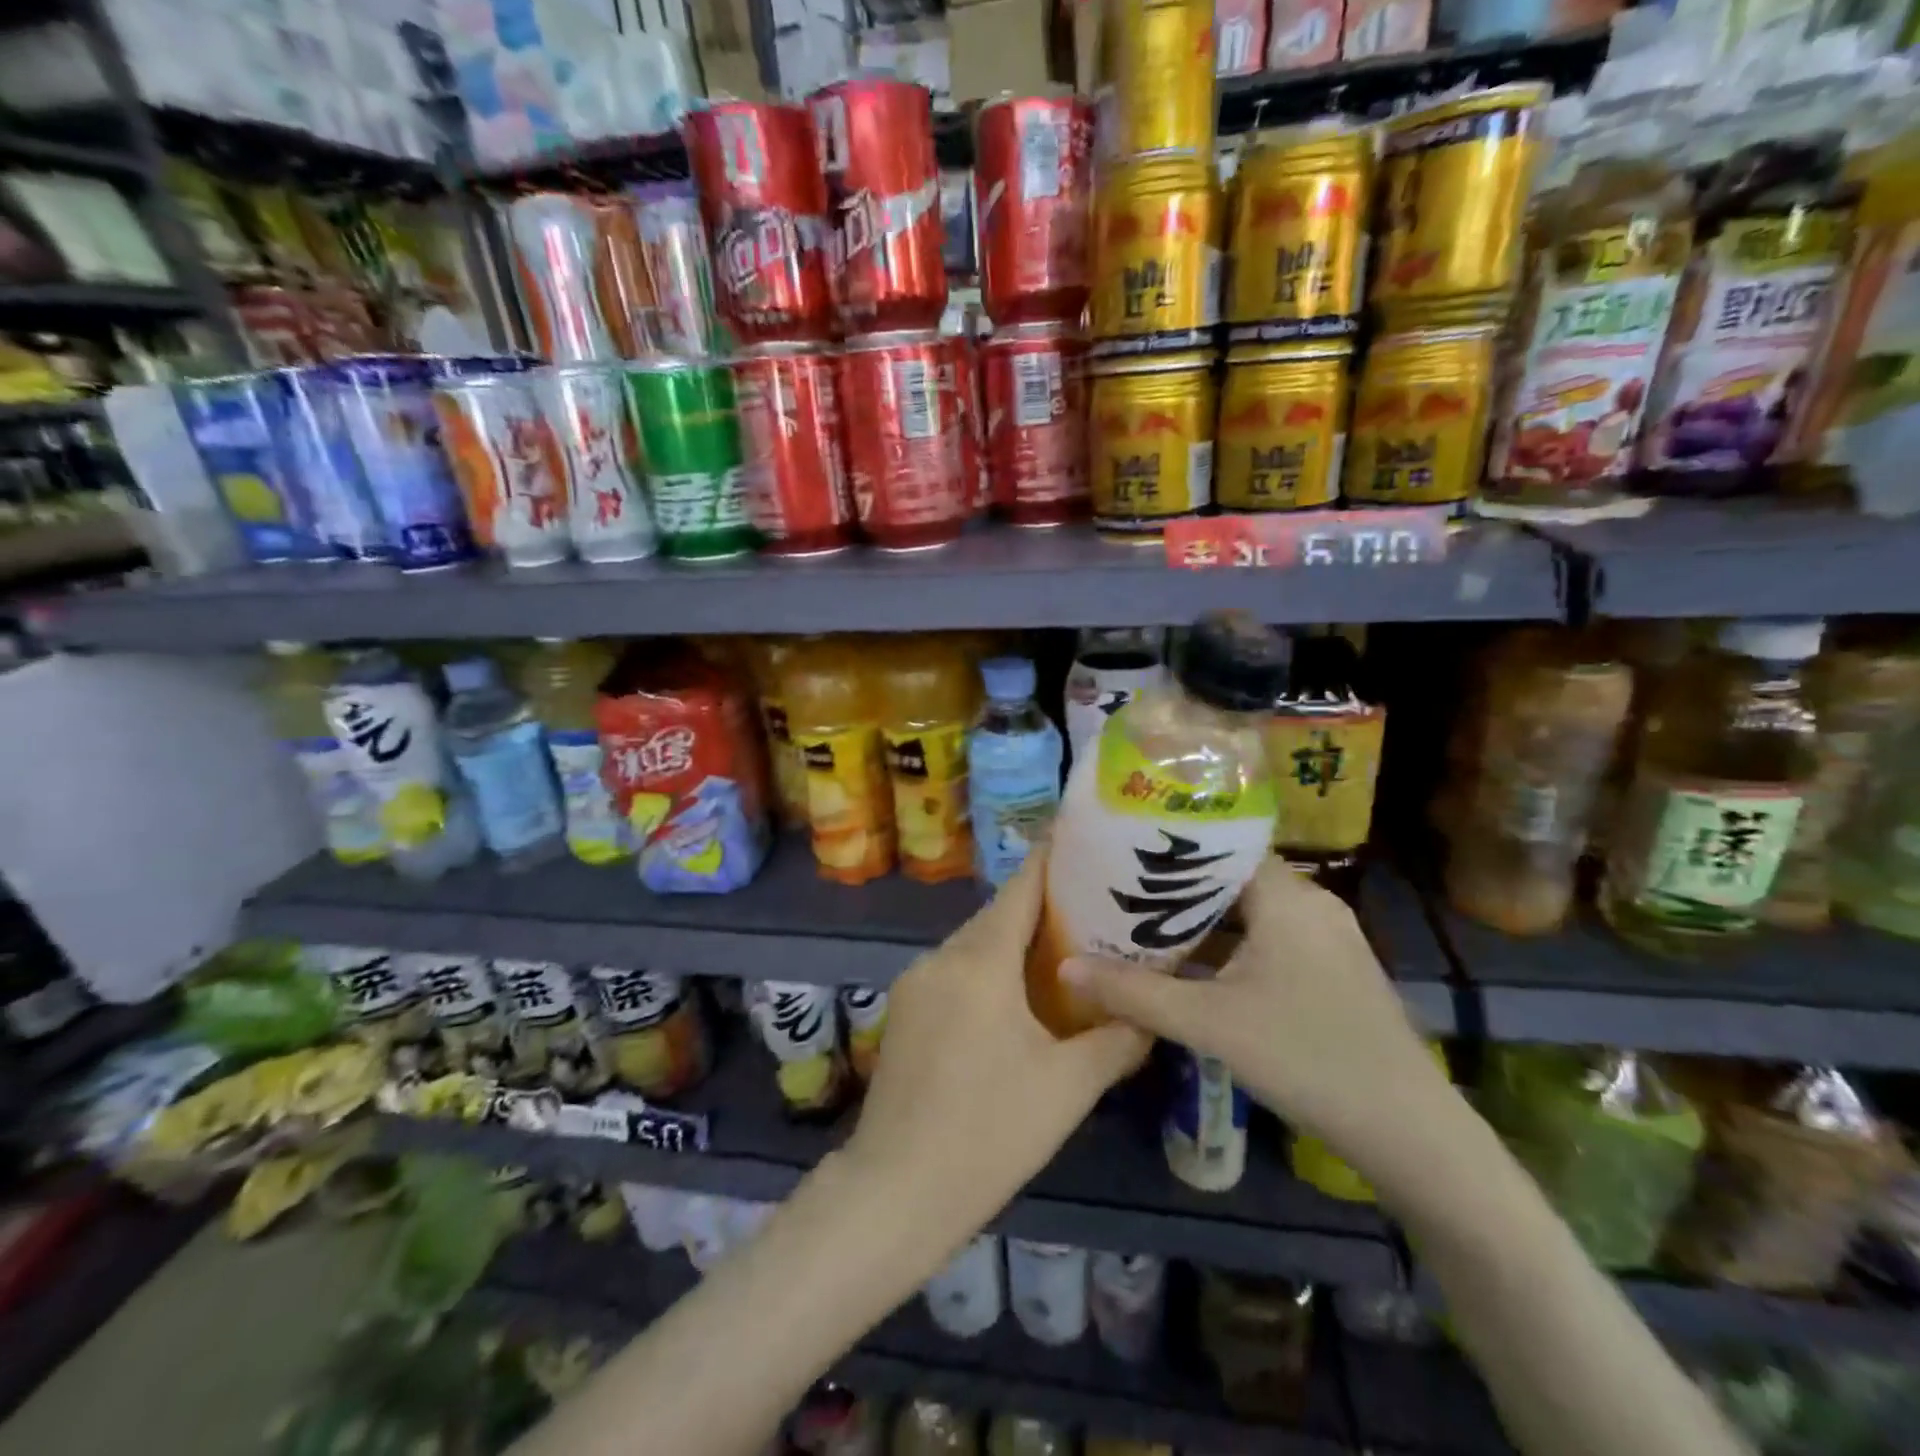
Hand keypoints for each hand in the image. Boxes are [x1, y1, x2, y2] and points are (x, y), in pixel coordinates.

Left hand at [842, 846, 1148, 1246]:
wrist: (896, 1190)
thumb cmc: (989, 1133)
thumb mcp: (1068, 1088)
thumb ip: (1117, 1040)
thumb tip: (1152, 1015)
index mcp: (979, 962)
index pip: (1021, 889)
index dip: (1052, 860)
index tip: (1085, 841)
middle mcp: (941, 958)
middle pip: (998, 915)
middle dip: (1043, 907)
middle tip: (1095, 908)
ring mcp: (915, 984)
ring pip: (974, 944)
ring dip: (1013, 942)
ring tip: (1065, 951)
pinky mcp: (904, 1011)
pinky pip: (955, 972)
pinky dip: (988, 969)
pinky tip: (1016, 998)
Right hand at [1059, 859, 1447, 1157]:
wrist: (1408, 1131)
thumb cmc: (1306, 1057)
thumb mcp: (1208, 1023)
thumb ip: (1134, 993)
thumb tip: (1066, 967)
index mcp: (1287, 896)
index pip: (1220, 845)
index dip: (1170, 847)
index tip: (1121, 853)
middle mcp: (1311, 903)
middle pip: (1231, 877)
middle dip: (1176, 887)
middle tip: (1121, 891)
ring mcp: (1327, 936)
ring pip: (1250, 911)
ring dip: (1202, 919)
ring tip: (1145, 924)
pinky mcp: (1332, 968)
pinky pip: (1269, 937)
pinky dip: (1230, 944)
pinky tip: (1193, 965)